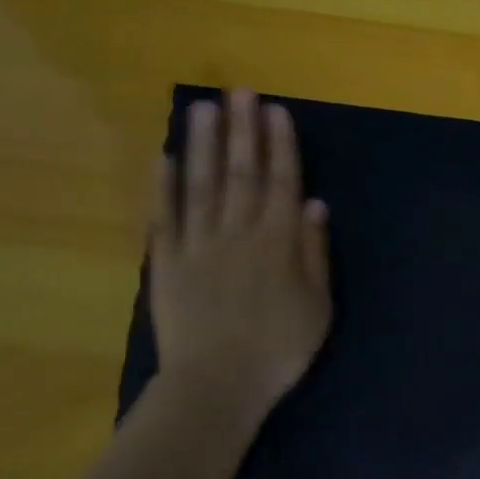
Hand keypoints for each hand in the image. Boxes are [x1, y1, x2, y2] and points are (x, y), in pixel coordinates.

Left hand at [149, 89, 331, 425]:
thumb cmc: (277, 352)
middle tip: (239, 91)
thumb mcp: (317, 308)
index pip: (280, 183)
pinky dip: (162, 187)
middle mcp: (237, 233)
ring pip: (200, 185)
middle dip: (242, 130)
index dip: (280, 145)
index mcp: (277, 243)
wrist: (216, 387)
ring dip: (202, 144)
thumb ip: (314, 254)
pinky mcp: (165, 263)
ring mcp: (197, 246)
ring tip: (202, 108)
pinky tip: (162, 157)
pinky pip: (164, 218)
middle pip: (241, 173)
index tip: (275, 111)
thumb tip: (314, 205)